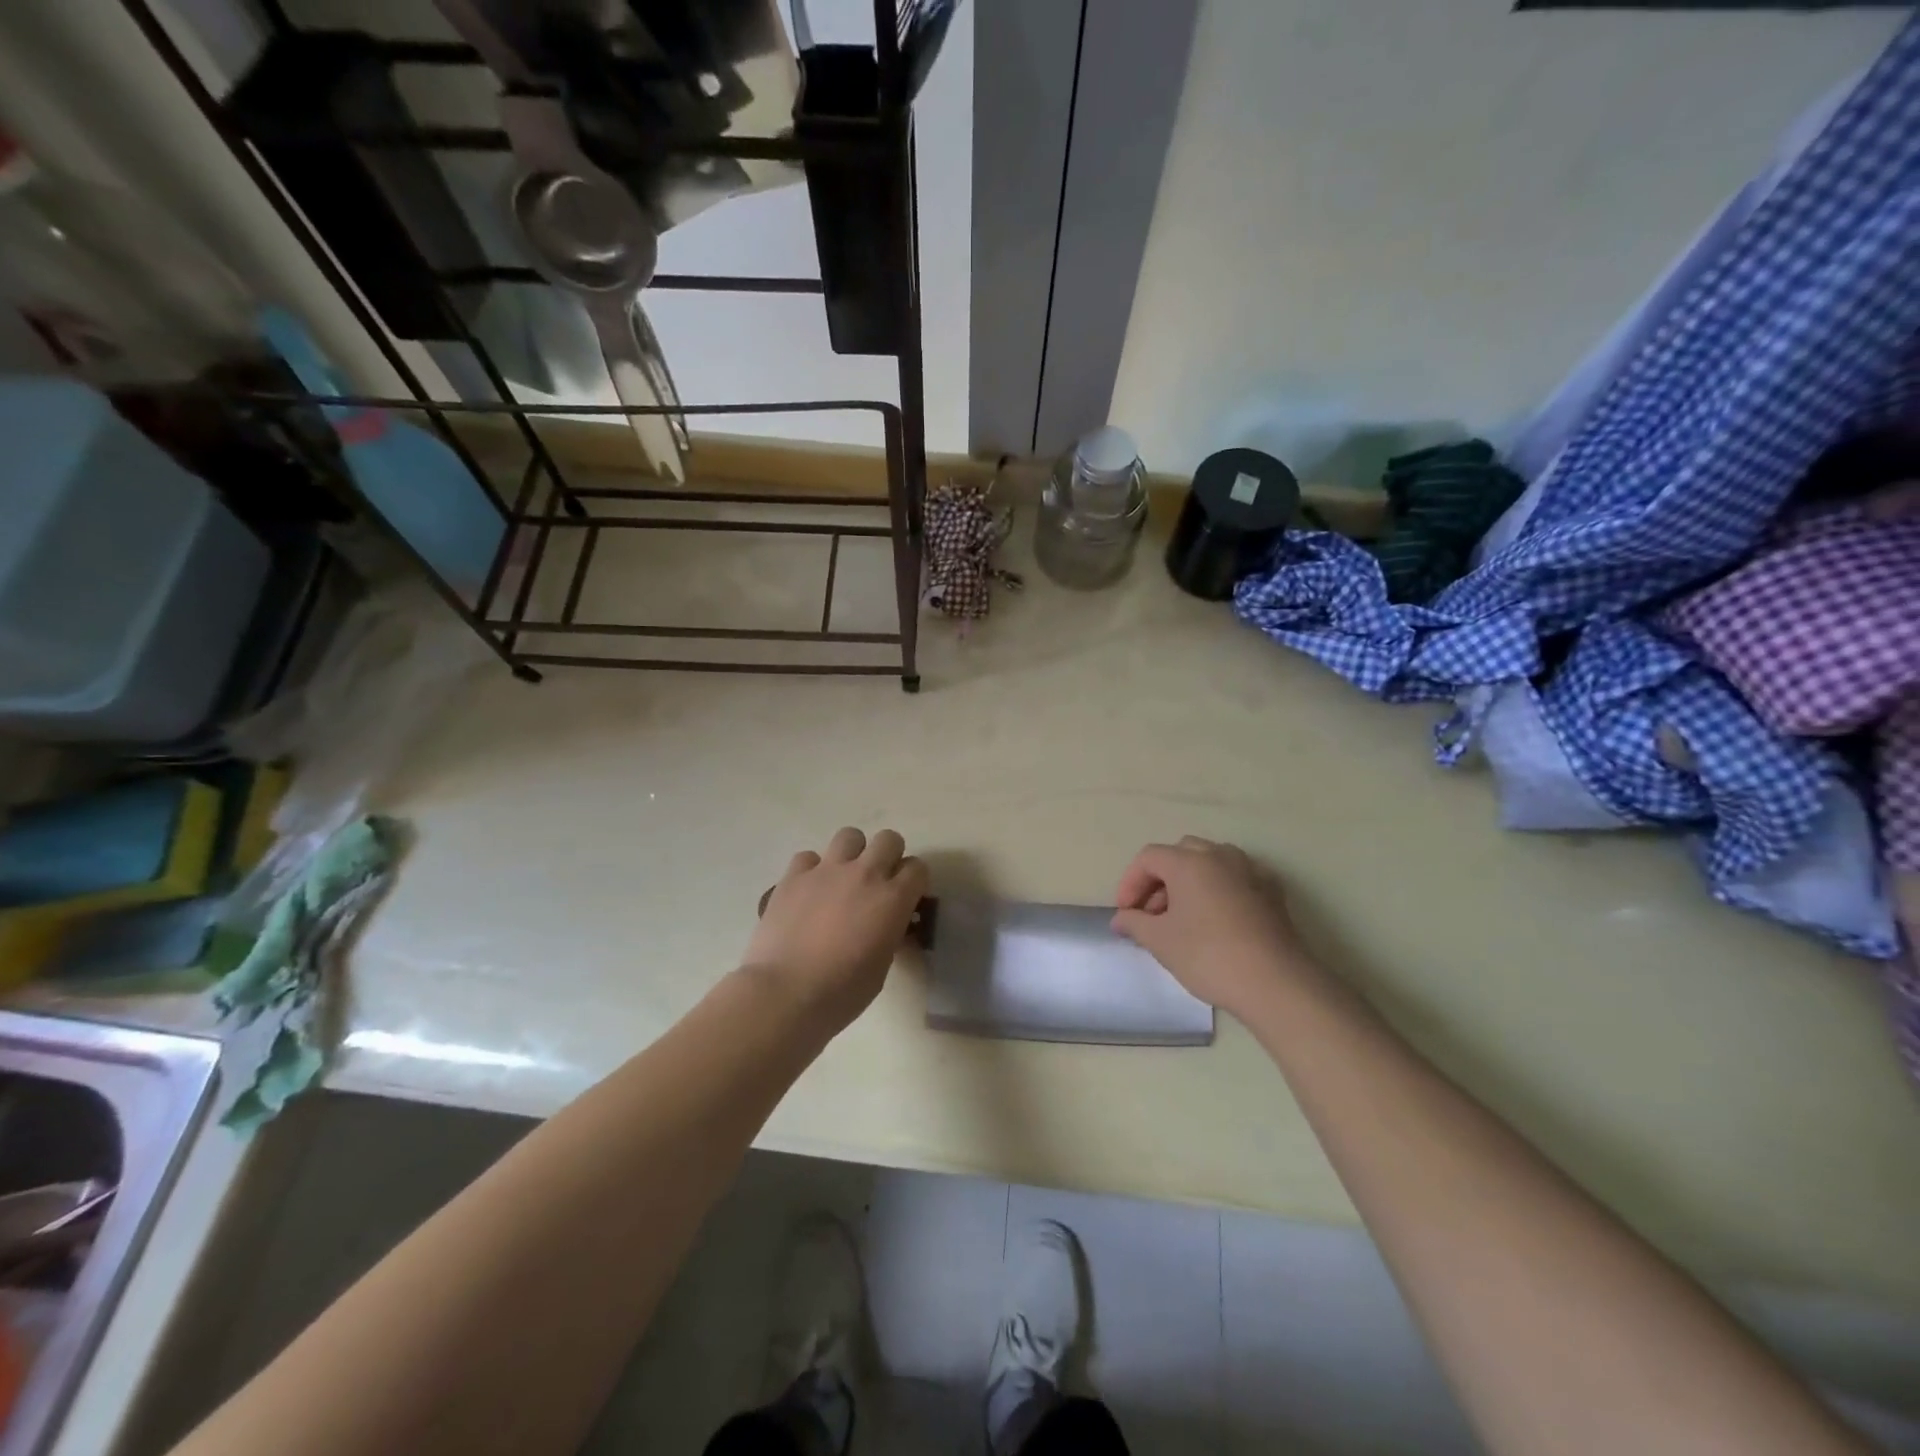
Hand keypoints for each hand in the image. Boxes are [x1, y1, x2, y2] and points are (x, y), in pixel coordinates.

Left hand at [744, 827, 928, 1029]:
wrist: (784, 994)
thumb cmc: (842, 992)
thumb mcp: (882, 966)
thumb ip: (889, 933)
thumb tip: (887, 924)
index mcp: (893, 899)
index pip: (918, 869)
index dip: (914, 882)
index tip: (907, 898)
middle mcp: (864, 874)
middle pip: (889, 839)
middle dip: (889, 856)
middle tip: (878, 882)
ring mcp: (826, 871)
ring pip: (850, 836)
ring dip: (852, 854)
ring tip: (843, 879)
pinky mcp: (793, 876)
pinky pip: (809, 857)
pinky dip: (812, 870)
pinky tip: (808, 892)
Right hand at [1111, 837, 1311, 1018]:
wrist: (1275, 983)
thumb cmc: (1208, 956)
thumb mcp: (1160, 941)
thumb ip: (1134, 923)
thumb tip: (1120, 918)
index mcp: (1189, 862)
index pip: (1149, 858)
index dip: (1130, 882)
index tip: (1125, 912)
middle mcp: (1220, 855)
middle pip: (1180, 854)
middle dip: (1160, 879)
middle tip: (1151, 913)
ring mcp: (1250, 870)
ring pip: (1210, 862)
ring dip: (1189, 882)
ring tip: (1182, 917)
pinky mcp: (1272, 891)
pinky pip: (1235, 878)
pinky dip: (1218, 889)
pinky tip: (1216, 919)